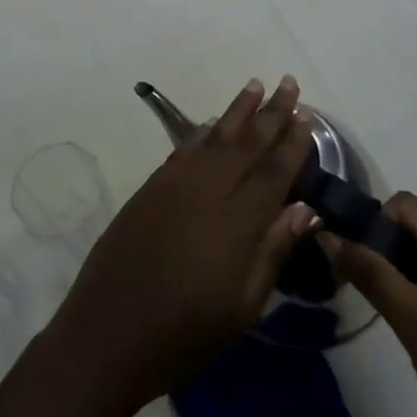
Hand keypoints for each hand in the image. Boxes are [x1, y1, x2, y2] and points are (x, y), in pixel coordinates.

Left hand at [48, 77, 315, 411]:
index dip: (293, 144)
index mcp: (237, 222)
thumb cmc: (185, 333)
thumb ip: (273, 252)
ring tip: (255, 86)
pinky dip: (202, 132)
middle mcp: (207, 191)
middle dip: (270, 113)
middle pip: (246, 143)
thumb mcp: (243, 308)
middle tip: (288, 83)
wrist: (108, 332)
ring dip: (237, 110)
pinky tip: (212, 123)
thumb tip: (304, 208)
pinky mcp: (150, 188)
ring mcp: (174, 185)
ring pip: (213, 137)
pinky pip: (185, 149)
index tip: (308, 117)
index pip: (273, 172)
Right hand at [320, 193, 416, 416]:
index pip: (405, 204)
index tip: (358, 259)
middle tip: (366, 284)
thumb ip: (366, 270)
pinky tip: (415, 323)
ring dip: (402, 268)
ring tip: (387, 306)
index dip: (375, 222)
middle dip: (386, 246)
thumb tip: (327, 234)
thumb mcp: (406, 316)